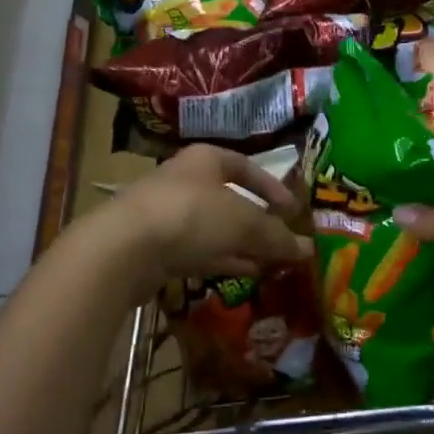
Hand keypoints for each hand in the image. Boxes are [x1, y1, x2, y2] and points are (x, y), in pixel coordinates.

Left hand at [84, 145, 312, 301]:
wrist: (125, 248)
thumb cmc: (192, 215)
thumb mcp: (244, 222)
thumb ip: (277, 235)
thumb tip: (308, 249)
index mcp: (206, 159)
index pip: (247, 166)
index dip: (273, 188)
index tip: (293, 211)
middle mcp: (186, 181)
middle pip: (231, 200)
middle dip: (259, 223)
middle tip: (283, 243)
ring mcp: (169, 214)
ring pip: (216, 229)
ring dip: (243, 245)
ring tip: (271, 264)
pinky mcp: (157, 247)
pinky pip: (199, 251)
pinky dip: (224, 260)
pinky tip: (245, 274)